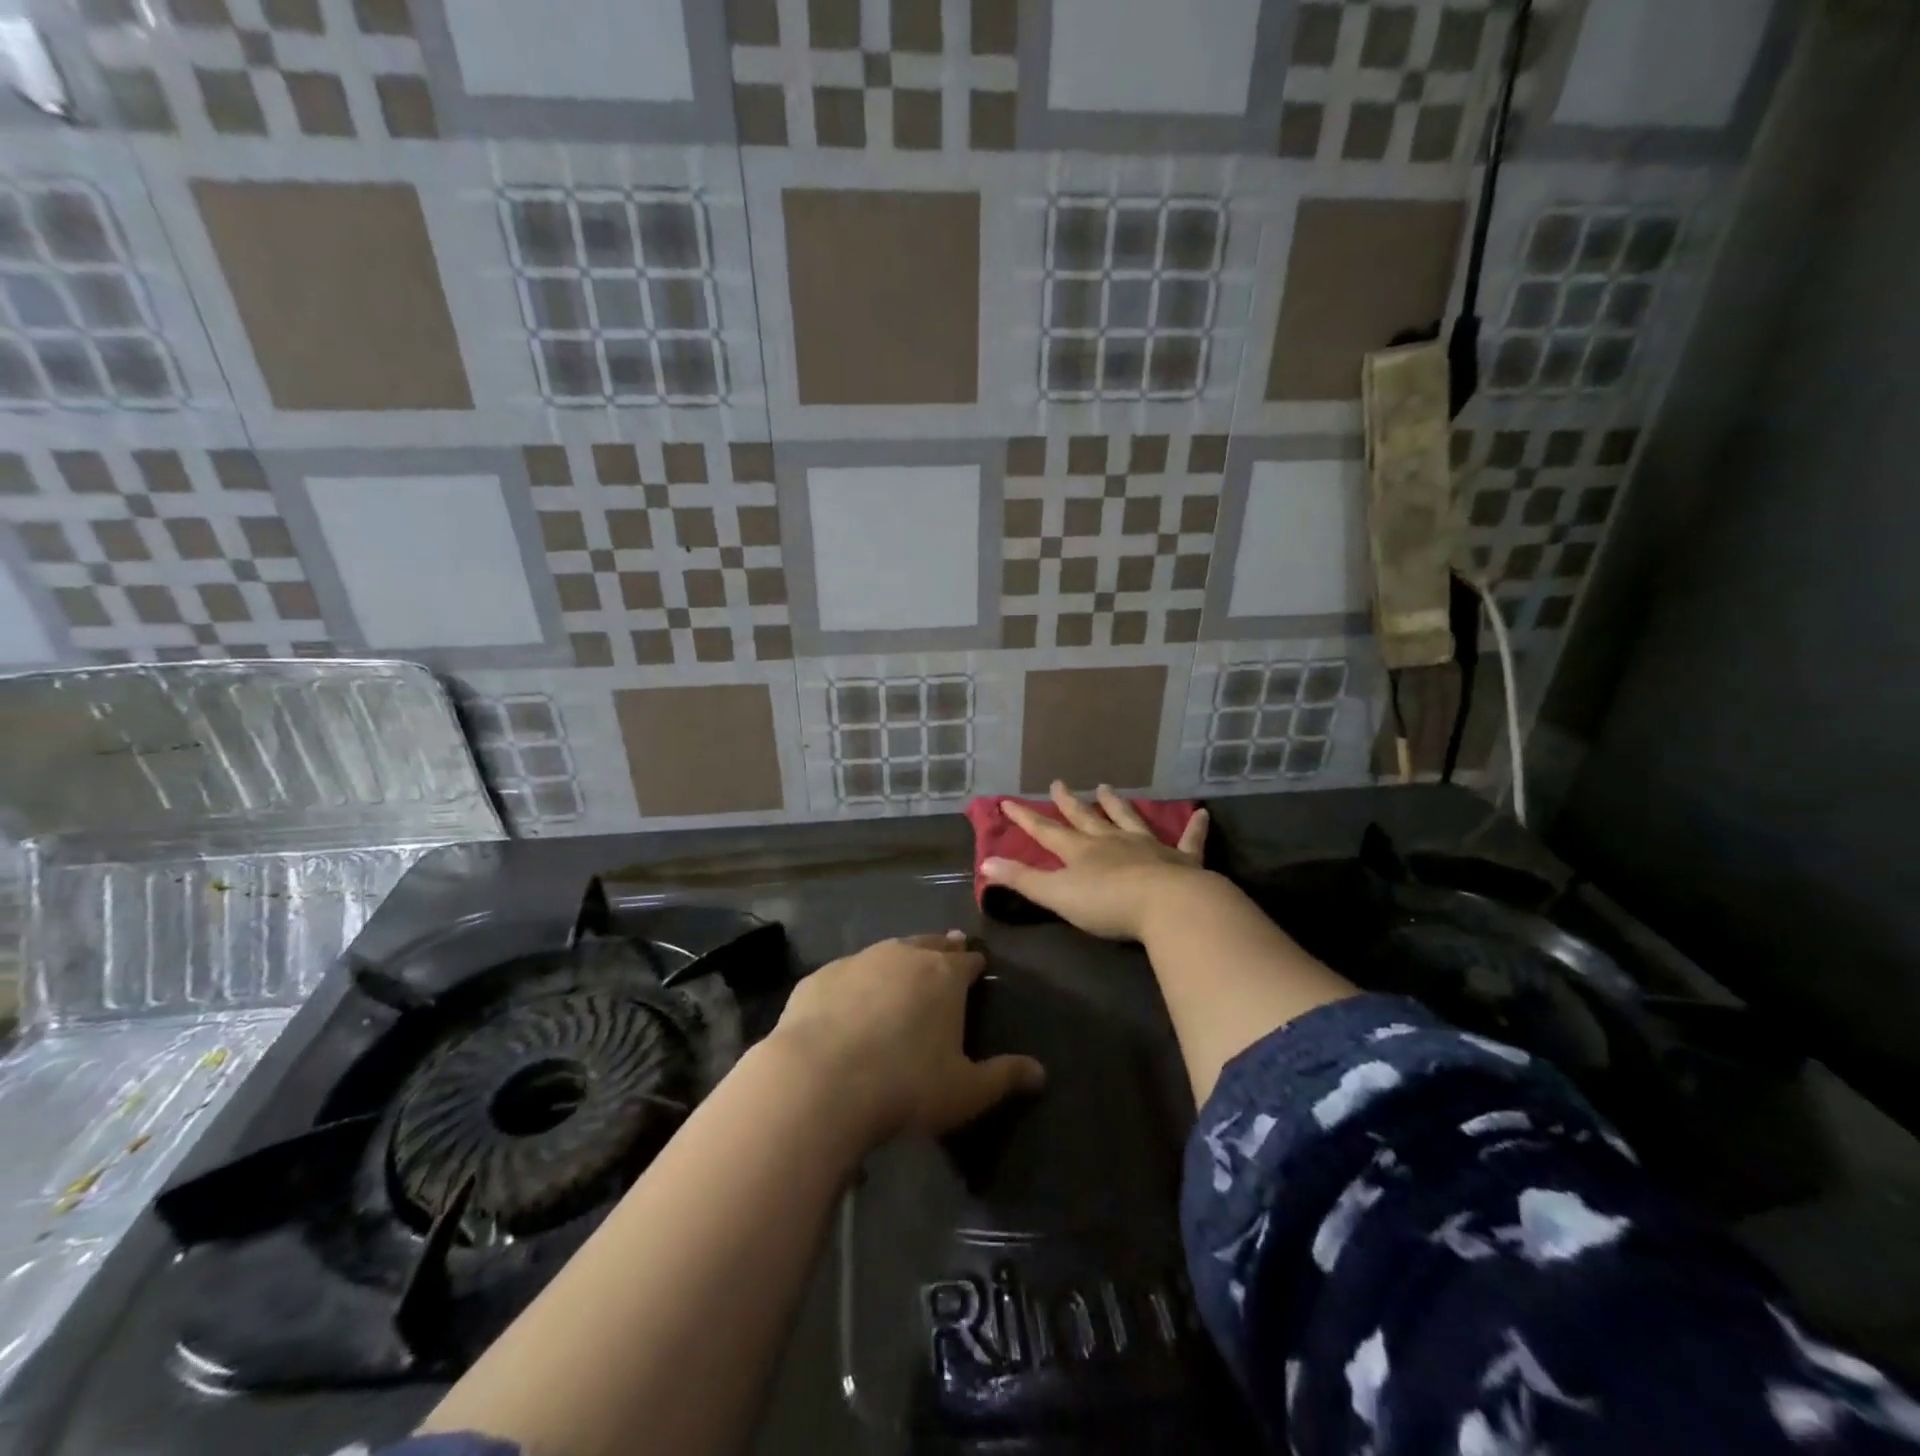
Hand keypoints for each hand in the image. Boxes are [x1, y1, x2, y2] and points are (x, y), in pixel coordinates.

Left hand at [769, 933, 1044, 1146]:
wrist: (820, 1081)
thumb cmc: (906, 1085)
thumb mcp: (966, 1092)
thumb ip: (1004, 1077)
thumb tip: (1041, 1072)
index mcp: (944, 975)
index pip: (968, 960)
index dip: (975, 964)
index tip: (978, 966)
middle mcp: (903, 955)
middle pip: (929, 945)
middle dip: (940, 949)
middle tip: (946, 954)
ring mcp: (858, 961)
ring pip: (886, 951)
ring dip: (898, 960)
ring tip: (901, 971)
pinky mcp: (820, 977)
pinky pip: (846, 974)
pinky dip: (855, 983)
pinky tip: (849, 1002)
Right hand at [980, 783, 1211, 941]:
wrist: (1167, 905)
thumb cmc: (1107, 904)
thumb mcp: (1057, 895)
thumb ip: (1022, 880)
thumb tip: (985, 863)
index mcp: (1081, 852)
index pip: (1046, 832)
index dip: (1026, 818)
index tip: (1008, 801)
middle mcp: (1111, 842)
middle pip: (1085, 819)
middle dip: (1069, 804)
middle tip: (1059, 784)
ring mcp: (1147, 847)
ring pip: (1128, 820)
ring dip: (1116, 805)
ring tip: (1106, 788)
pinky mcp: (1181, 860)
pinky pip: (1189, 840)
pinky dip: (1195, 828)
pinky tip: (1202, 813)